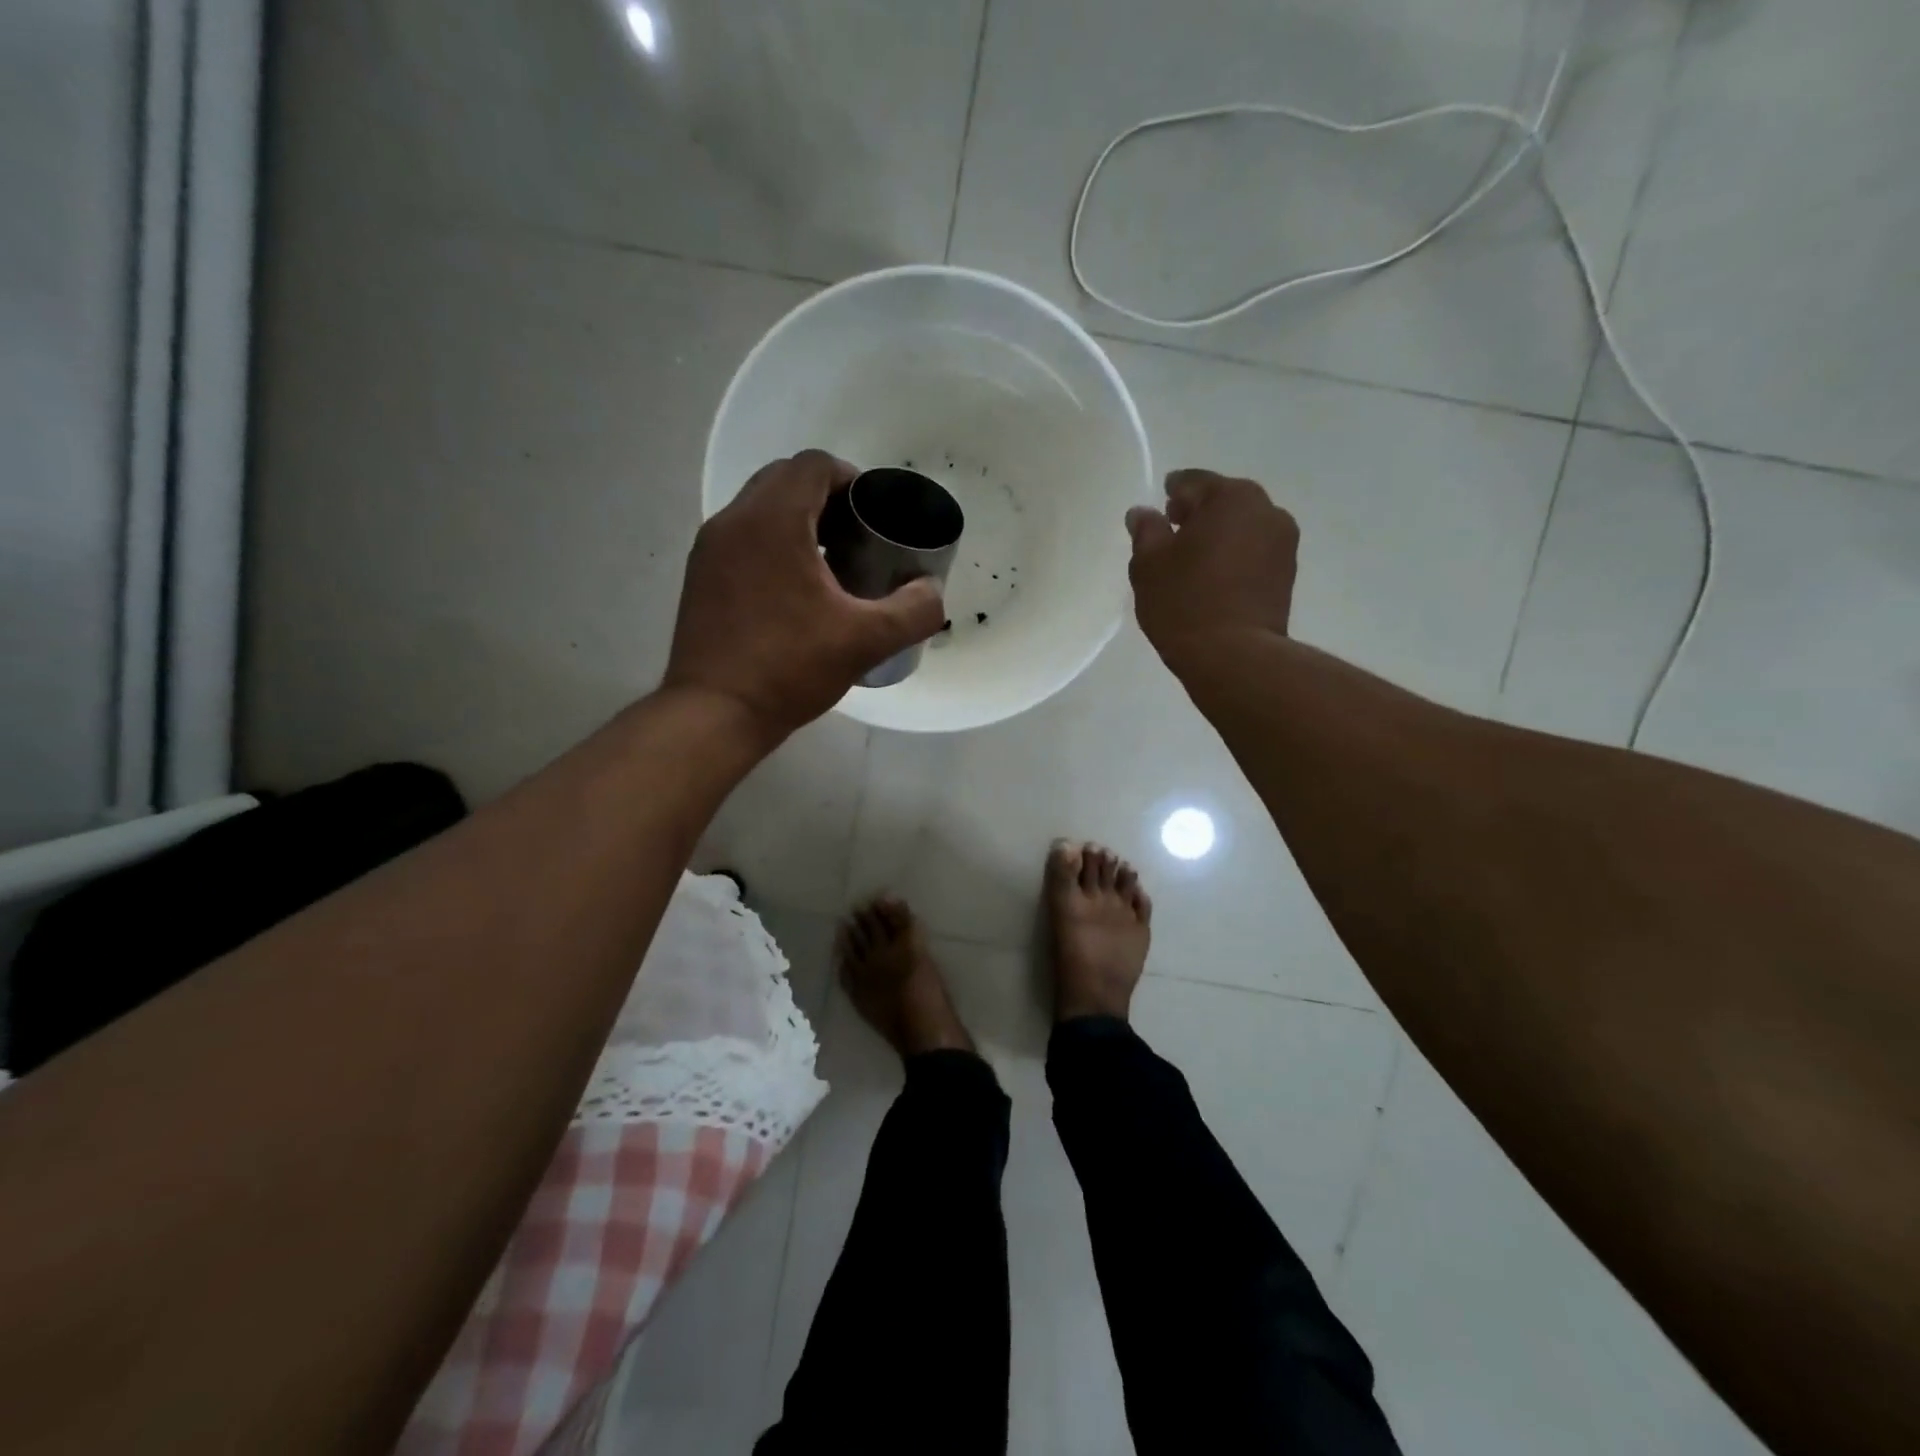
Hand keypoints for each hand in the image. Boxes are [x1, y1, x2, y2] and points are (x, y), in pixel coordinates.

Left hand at [664, 451, 945, 743]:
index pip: (813, 464)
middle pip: (784, 480)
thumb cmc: (790, 668)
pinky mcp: (700, 577)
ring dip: (798, 521)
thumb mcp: (866, 640)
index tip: (873, 514)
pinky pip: (742, 539)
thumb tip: (933, 591)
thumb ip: (914, 610)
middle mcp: (734, 521)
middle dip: (825, 498)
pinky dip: (772, 545)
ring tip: (830, 565)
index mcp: (774, 520)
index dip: (850, 478)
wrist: (715, 713)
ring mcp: (710, 549)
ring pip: (759, 509)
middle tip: (856, 538)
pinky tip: (795, 592)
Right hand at [1125, 469, 1299, 667]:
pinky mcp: (1287, 576)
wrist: (1233, 656)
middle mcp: (1266, 511)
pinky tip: (1212, 580)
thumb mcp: (1148, 564)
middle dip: (1198, 514)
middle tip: (1172, 534)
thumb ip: (1146, 531)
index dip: (1172, 492)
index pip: (1193, 482)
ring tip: (1191, 562)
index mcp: (1231, 497)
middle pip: (1224, 502)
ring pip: (1241, 528)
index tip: (1160, 507)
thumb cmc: (1184, 601)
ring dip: (1218, 537)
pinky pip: (1253, 554)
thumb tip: (1143, 513)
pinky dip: (1233, 558)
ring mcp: (1283, 545)